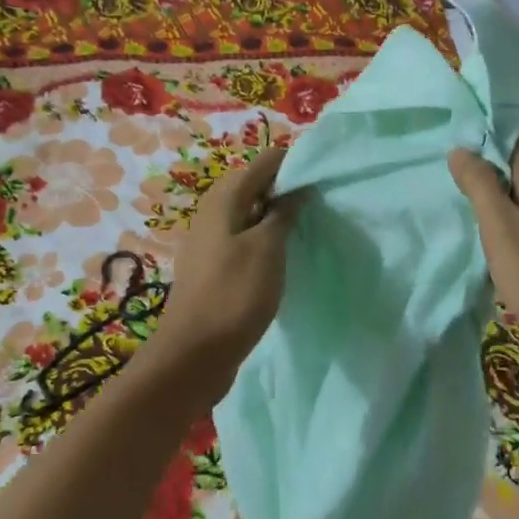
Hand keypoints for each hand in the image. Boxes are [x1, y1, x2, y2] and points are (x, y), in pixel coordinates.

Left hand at [153, 145, 300, 402]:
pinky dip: (264, 239)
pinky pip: (243, 239)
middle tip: (321, 202)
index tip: (325, 174)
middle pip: (254, 185)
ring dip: (276, 216)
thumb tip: (297, 186)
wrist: (193, 356)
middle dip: (287, 189)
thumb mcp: (267, 249)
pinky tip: (283, 256)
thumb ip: (283, 212)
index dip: (294, 163)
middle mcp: (212, 212)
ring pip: (249, 214)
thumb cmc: (234, 295)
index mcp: (224, 199)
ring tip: (308, 227)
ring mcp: (209, 241)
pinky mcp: (212, 267)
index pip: (264, 162)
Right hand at [448, 143, 518, 366]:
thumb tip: (461, 150)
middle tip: (450, 188)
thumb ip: (479, 184)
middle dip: (485, 175)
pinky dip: (511, 225)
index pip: (509, 143)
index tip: (450, 161)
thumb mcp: (500, 226)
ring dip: (496, 203)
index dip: (479, 147)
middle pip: (516, 169)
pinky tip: (494, 242)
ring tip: (465, 214)